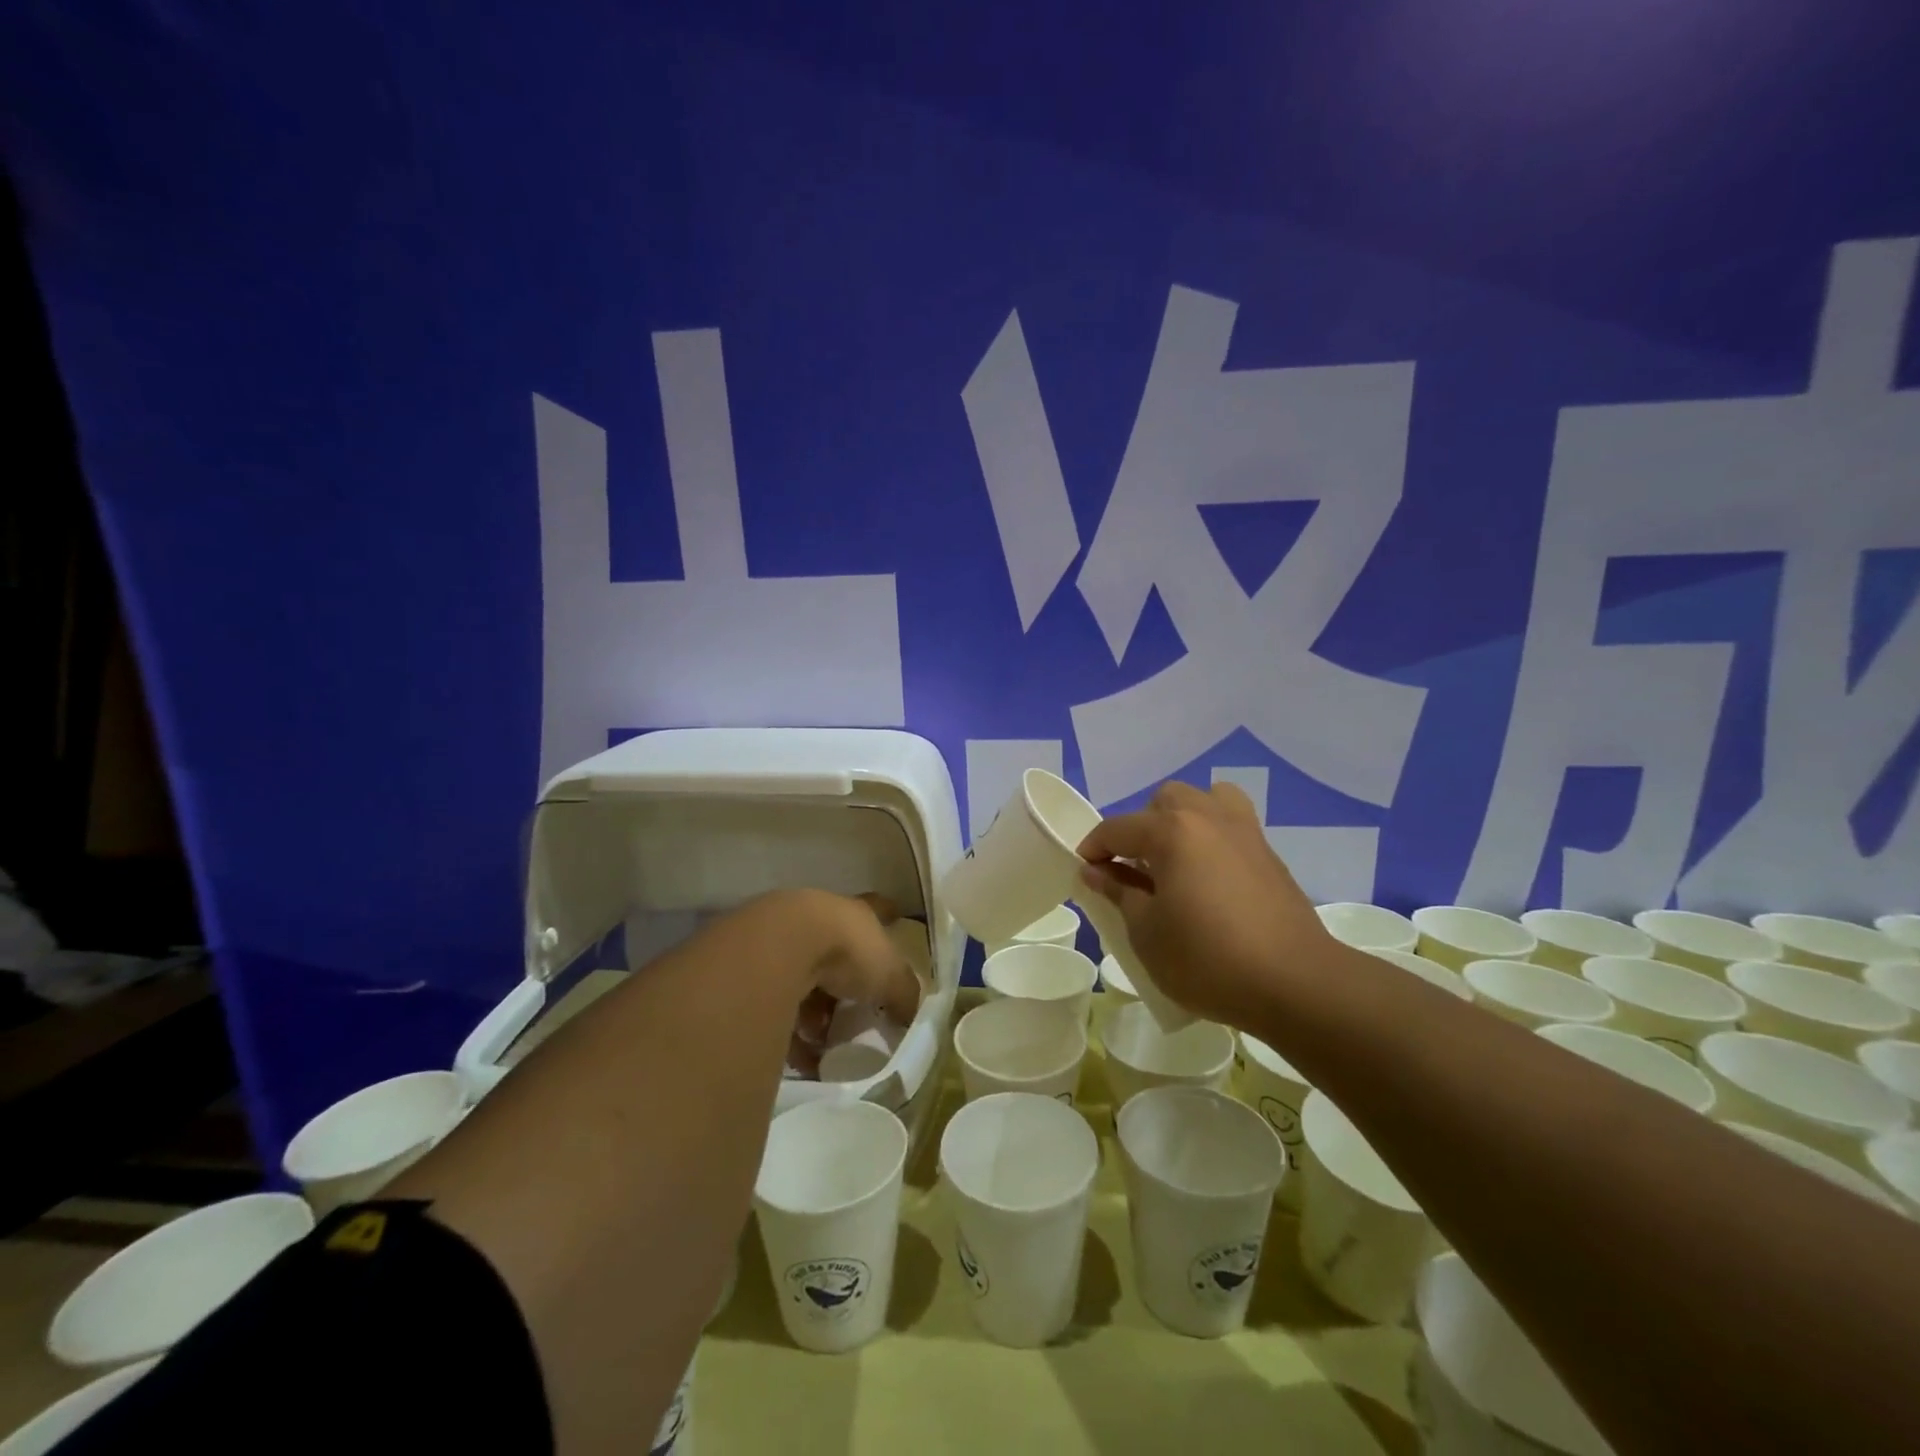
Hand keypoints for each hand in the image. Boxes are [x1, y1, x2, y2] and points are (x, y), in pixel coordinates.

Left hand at [782, 891, 921, 1073]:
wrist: (780, 947)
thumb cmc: (847, 951)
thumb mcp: (890, 976)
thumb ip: (904, 995)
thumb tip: (910, 1016)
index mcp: (857, 914)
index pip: (879, 909)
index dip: (889, 914)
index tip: (896, 916)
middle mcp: (822, 920)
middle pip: (840, 951)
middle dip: (848, 985)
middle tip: (857, 1016)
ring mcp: (788, 941)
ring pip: (808, 980)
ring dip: (817, 1013)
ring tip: (826, 1046)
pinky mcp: (760, 968)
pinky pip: (780, 1004)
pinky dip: (791, 1031)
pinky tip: (802, 1058)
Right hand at [1076, 781, 1333, 1028]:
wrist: (1295, 983)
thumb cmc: (1207, 958)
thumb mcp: (1147, 932)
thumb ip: (1120, 892)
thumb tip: (1097, 871)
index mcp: (1172, 831)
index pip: (1118, 828)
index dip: (1094, 848)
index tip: (1085, 872)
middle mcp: (1207, 817)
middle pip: (1164, 801)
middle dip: (1141, 827)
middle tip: (1135, 867)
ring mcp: (1244, 831)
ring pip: (1205, 800)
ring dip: (1183, 820)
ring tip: (1177, 859)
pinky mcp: (1268, 854)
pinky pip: (1232, 824)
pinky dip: (1212, 836)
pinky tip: (1209, 878)